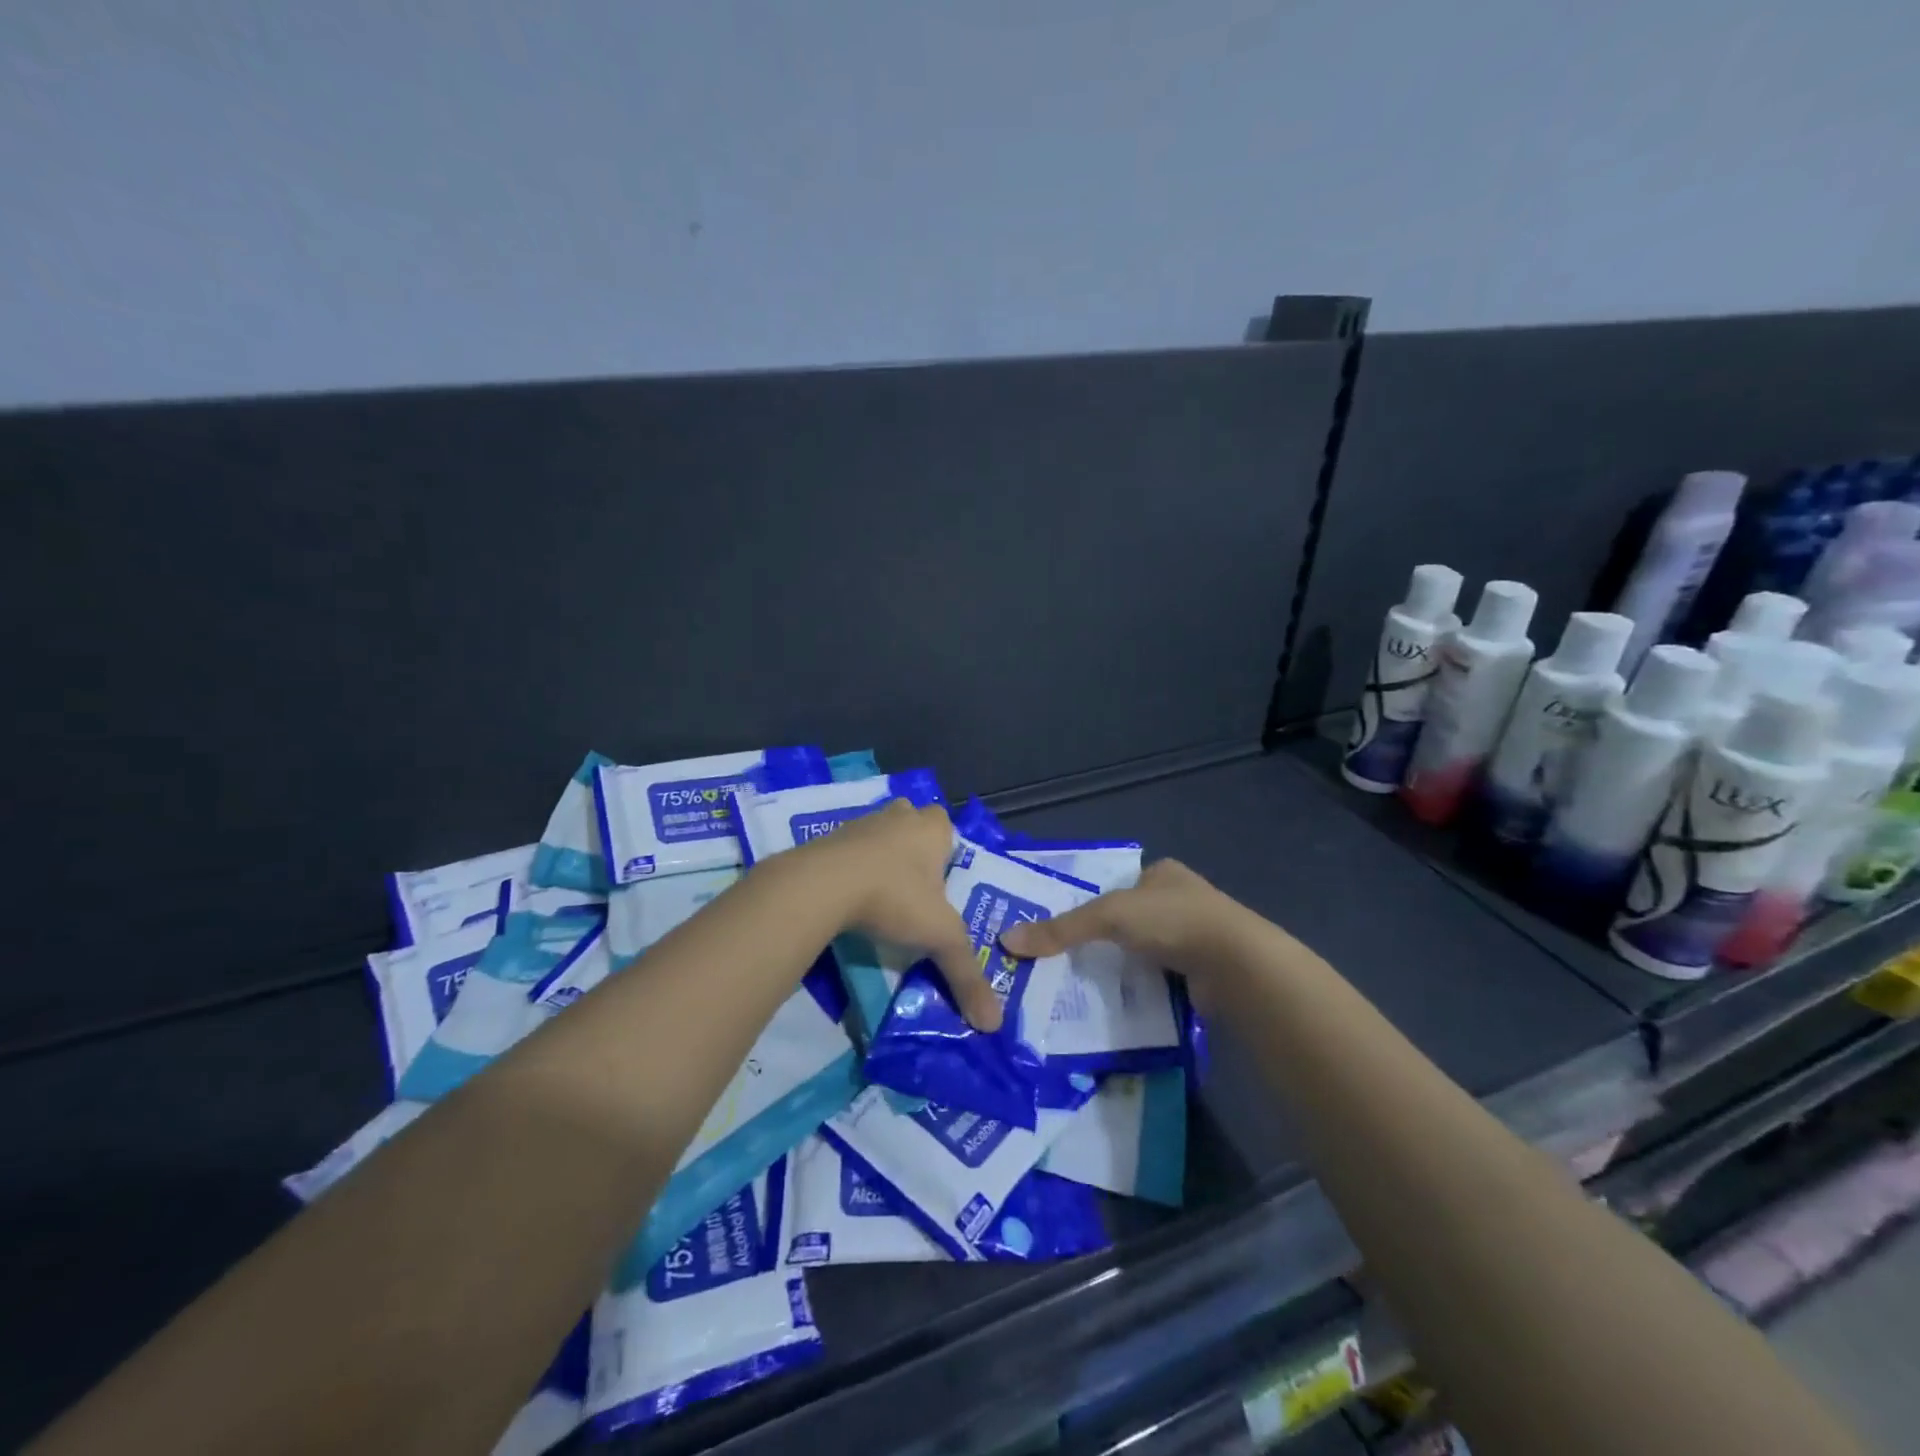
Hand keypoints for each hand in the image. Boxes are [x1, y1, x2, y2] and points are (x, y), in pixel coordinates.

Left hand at [798, 800, 1003, 1031]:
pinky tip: (849, 897)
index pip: (946, 825)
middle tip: (915, 886)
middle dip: (913, 848)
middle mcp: (898, 817)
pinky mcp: (826, 838)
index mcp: (931, 828)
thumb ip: (966, 975)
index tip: (941, 881)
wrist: (822, 884)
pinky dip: (850, 868)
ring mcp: (860, 823)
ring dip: (880, 857)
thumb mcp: (939, 938)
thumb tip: (994, 1023)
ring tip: (882, 896)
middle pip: (912, 823)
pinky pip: (847, 850)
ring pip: (878, 834)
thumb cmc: (894, 896)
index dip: (945, 849)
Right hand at [999, 859, 1242, 995]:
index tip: (1062, 931)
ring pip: (1144, 952)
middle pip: (1129, 921)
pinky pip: (1160, 979)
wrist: (1236, 964)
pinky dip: (1142, 989)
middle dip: (1104, 941)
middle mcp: (1181, 900)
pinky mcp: (1203, 973)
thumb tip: (1008, 940)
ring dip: (1123, 967)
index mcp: (1162, 874)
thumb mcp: (1109, 916)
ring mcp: (1195, 937)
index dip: (1090, 905)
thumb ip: (1061, 929)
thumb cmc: (1172, 921)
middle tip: (1065, 963)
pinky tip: (1119, 1002)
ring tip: (1083, 987)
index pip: (1117, 886)